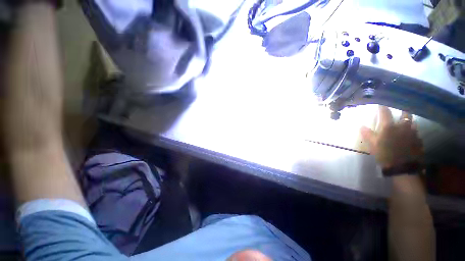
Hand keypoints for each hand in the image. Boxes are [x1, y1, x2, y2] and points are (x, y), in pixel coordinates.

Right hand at [360, 106, 422, 168]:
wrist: (403, 168)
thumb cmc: (385, 154)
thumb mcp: (372, 145)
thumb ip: (367, 134)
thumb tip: (361, 126)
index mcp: (389, 126)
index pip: (385, 112)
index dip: (382, 107)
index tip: (381, 103)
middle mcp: (403, 126)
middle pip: (405, 113)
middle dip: (402, 110)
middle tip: (400, 110)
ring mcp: (413, 133)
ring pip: (413, 122)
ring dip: (409, 122)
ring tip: (406, 124)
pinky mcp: (419, 140)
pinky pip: (416, 133)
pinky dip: (413, 132)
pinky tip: (410, 137)